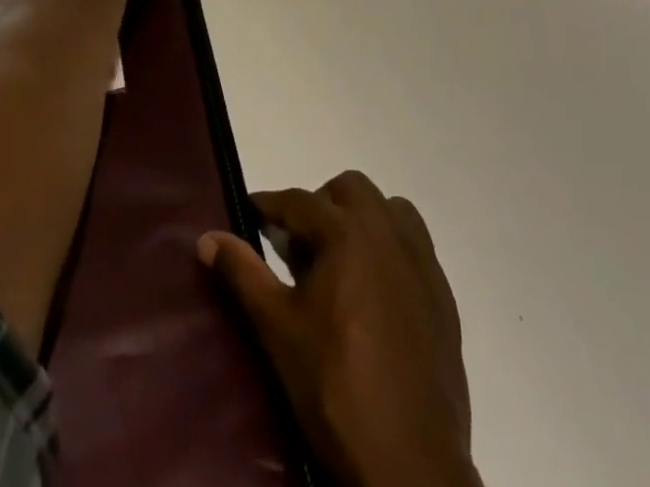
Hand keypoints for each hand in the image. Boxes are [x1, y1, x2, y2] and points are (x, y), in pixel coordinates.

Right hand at [199, 173, 478, 486]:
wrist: (410, 461)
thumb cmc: (335, 386)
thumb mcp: (278, 328)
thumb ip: (243, 273)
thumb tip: (206, 238)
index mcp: (347, 232)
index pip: (299, 201)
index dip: (270, 204)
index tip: (252, 211)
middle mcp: (388, 232)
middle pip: (350, 189)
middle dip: (320, 204)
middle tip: (300, 245)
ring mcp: (422, 262)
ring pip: (389, 209)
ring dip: (362, 219)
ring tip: (341, 261)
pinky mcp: (443, 294)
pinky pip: (415, 245)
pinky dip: (391, 248)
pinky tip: (375, 291)